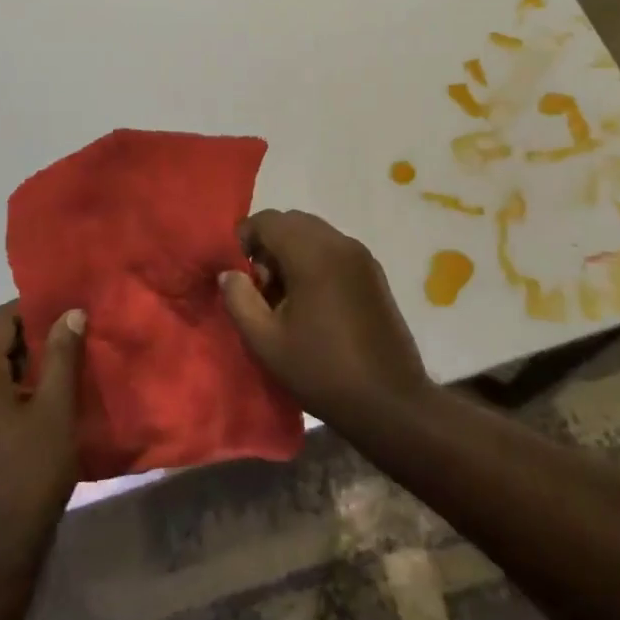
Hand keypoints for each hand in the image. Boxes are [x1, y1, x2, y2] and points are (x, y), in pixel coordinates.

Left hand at [0, 301, 83, 561]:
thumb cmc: (31, 470)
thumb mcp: (56, 408)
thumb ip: (62, 355)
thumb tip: (70, 313)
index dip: (33, 308)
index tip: (68, 309)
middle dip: (27, 331)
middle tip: (70, 331)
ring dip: (18, 356)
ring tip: (61, 358)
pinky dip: (7, 379)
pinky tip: (39, 392)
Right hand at [218, 209, 432, 430]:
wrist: (389, 400)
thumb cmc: (321, 371)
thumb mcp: (266, 341)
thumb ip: (240, 299)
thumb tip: (230, 273)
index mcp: (313, 254)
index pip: (269, 220)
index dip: (245, 239)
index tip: (237, 274)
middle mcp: (341, 244)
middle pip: (294, 222)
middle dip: (269, 245)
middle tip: (260, 288)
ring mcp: (362, 257)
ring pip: (316, 235)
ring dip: (293, 253)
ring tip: (284, 300)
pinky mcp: (374, 274)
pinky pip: (335, 251)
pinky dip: (316, 261)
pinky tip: (312, 304)